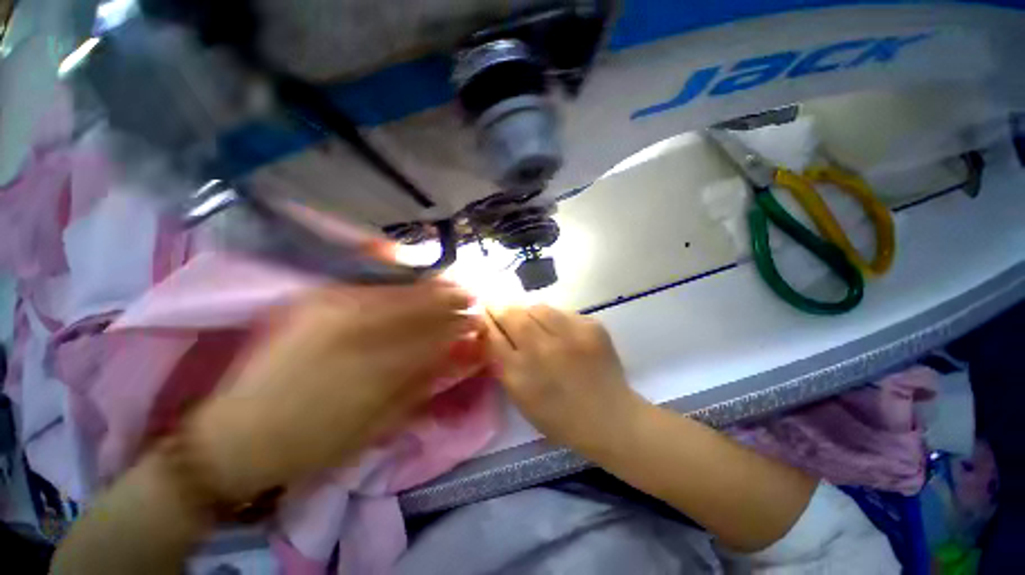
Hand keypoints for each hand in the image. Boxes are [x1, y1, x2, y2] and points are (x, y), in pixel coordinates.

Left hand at [186, 282, 483, 500]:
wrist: (240, 435)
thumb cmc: (318, 441)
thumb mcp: (383, 421)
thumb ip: (427, 379)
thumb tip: (461, 351)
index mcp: (379, 364)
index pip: (437, 331)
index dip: (462, 321)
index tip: (479, 316)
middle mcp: (360, 327)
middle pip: (423, 304)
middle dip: (453, 299)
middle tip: (472, 296)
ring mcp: (335, 307)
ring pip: (401, 290)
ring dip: (432, 289)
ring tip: (451, 289)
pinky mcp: (318, 299)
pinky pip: (373, 286)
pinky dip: (403, 284)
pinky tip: (416, 286)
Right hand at [485, 305, 645, 451]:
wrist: (609, 417)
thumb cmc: (559, 417)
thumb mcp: (521, 398)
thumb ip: (503, 365)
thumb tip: (492, 334)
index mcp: (522, 374)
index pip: (494, 336)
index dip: (487, 321)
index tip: (483, 312)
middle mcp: (543, 350)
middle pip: (514, 315)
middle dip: (501, 308)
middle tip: (498, 306)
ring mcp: (570, 335)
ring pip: (538, 308)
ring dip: (529, 312)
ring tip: (532, 321)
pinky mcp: (591, 327)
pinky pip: (563, 312)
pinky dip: (555, 318)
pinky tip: (560, 331)